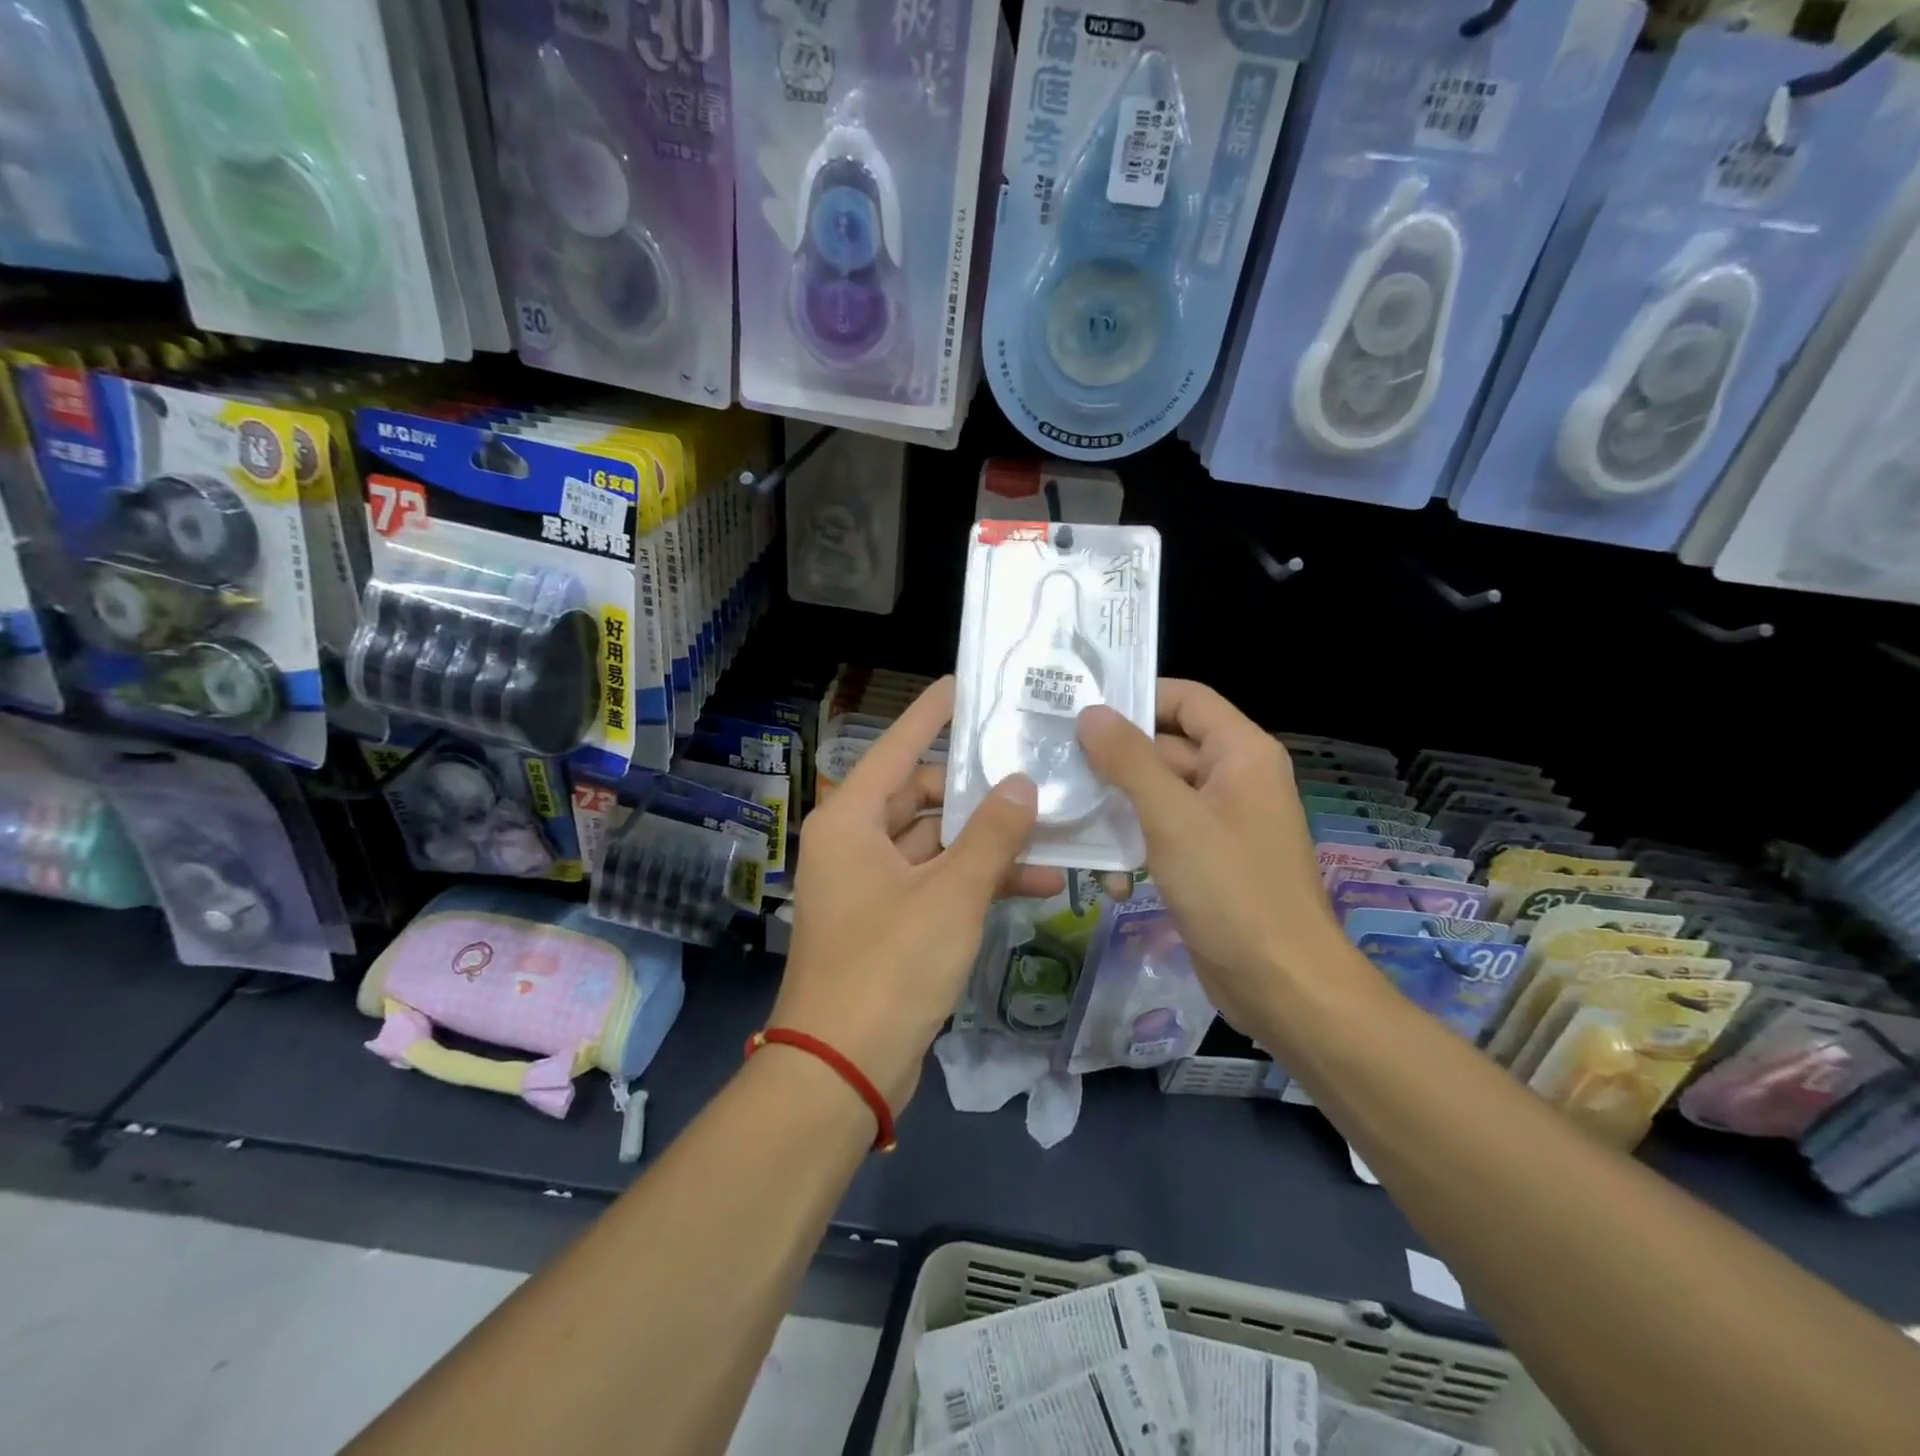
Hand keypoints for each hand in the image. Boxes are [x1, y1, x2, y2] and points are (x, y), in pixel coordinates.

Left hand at [775, 677, 1063, 1113]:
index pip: (898, 746)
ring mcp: (871, 884)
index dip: (933, 714)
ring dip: (988, 843)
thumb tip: (1022, 784)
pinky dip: (976, 882)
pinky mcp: (890, 921)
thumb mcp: (951, 894)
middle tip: (1036, 773)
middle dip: (979, 794)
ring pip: (937, 844)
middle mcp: (855, 842)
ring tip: (1052, 832)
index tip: (967, 684)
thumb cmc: (889, 966)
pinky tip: (1034, 885)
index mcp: (851, 820)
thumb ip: (991, 835)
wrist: (843, 1069)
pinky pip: (938, 882)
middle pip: (922, 797)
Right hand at [1076, 681, 1357, 1031]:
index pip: (1186, 699)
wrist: (1281, 984)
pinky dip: (1134, 847)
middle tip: (1056, 764)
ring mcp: (1220, 822)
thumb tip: (1091, 713)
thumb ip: (1129, 760)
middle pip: (1165, 747)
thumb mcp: (1173, 818)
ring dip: (1117, 809)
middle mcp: (1234, 778)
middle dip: (1113, 760)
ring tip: (1070, 821)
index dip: (1137, 697)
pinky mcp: (1206, 860)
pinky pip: (1162, 834)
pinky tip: (1108, 879)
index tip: (1080, 709)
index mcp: (1241, 754)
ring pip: (1157, 795)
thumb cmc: (1231, 889)